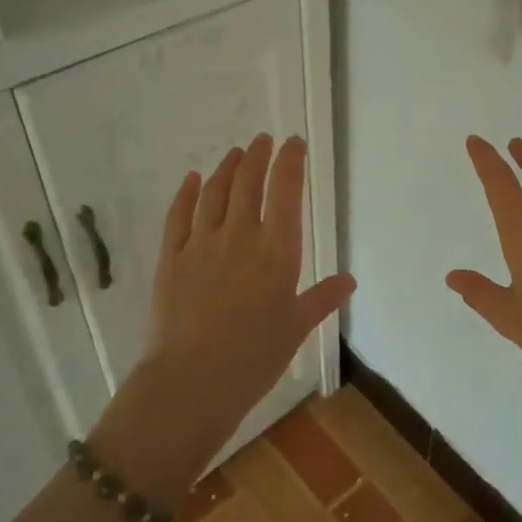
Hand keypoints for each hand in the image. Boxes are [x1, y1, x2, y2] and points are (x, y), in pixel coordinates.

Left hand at [98, 134, 354, 495]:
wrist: (193, 381)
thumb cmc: (255, 357)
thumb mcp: (296, 327)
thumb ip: (322, 298)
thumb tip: (349, 281)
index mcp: (277, 250)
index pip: (286, 191)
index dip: (290, 161)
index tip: (294, 143)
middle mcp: (241, 235)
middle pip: (249, 182)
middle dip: (258, 155)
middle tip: (263, 139)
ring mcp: (202, 243)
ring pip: (215, 192)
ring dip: (227, 167)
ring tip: (235, 153)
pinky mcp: (171, 257)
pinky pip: (179, 215)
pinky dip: (187, 193)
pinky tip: (193, 179)